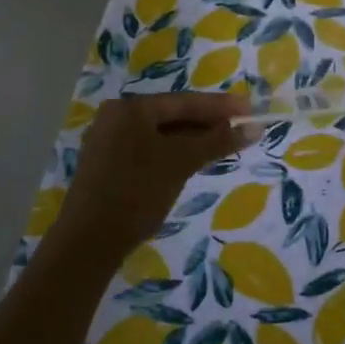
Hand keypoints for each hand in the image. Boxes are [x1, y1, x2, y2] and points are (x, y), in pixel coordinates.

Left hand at [49, 92, 249, 266]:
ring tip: (225, 144)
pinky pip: (150, 149)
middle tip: (242, 128)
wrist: (89, 242)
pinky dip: (174, 153)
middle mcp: (116, 118)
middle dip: (208, 123)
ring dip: (193, 139)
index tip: (250, 109)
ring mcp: (109, 142)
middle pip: (172, 115)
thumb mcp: (181, 162)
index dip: (220, 106)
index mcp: (130, 108)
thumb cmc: (137, 192)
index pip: (184, 101)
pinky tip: (195, 160)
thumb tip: (255, 126)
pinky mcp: (109, 165)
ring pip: (161, 134)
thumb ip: (218, 141)